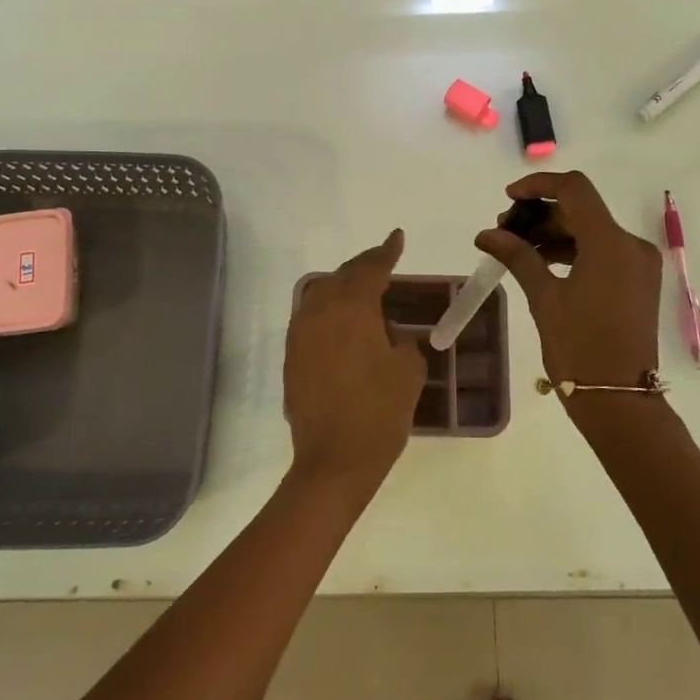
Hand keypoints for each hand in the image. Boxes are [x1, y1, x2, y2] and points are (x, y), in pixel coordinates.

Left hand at [284, 230, 427, 495]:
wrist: (334, 461)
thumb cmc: (379, 412)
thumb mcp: (408, 372)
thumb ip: (402, 342)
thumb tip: (390, 335)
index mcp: (352, 309)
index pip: (371, 269)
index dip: (386, 252)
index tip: (397, 237)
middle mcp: (320, 313)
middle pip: (342, 277)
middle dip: (363, 266)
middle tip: (383, 261)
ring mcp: (300, 336)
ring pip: (320, 295)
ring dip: (342, 287)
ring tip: (362, 290)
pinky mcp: (291, 358)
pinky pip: (310, 319)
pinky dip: (328, 311)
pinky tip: (343, 324)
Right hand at [475, 172, 662, 393]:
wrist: (619, 400)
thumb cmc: (579, 348)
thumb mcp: (544, 298)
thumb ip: (518, 256)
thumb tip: (487, 234)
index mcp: (611, 243)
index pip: (574, 189)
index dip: (538, 185)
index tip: (508, 198)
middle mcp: (631, 245)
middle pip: (582, 209)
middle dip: (542, 214)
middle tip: (505, 232)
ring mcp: (639, 264)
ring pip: (592, 231)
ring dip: (556, 233)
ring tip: (518, 250)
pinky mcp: (638, 282)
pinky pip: (603, 251)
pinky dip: (574, 250)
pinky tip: (544, 263)